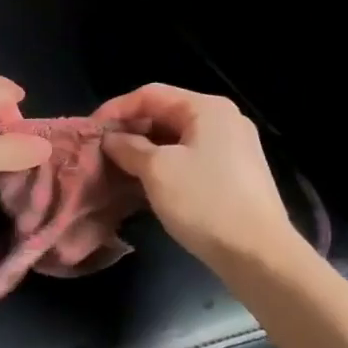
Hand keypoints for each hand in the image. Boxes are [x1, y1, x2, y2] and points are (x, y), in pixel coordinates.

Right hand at [96, 84, 302, 267]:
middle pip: (165, 114)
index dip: (116, 108)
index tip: (89, 131)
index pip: (150, 94)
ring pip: (176, 140)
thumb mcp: (157, 171)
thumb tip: (110, 139)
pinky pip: (190, 160)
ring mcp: (232, 148)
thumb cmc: (205, 202)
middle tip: (100, 152)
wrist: (257, 253)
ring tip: (116, 170)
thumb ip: (128, 148)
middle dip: (129, 131)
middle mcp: (223, 120)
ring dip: (144, 152)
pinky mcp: (234, 175)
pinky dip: (164, 167)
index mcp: (207, 108)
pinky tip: (144, 185)